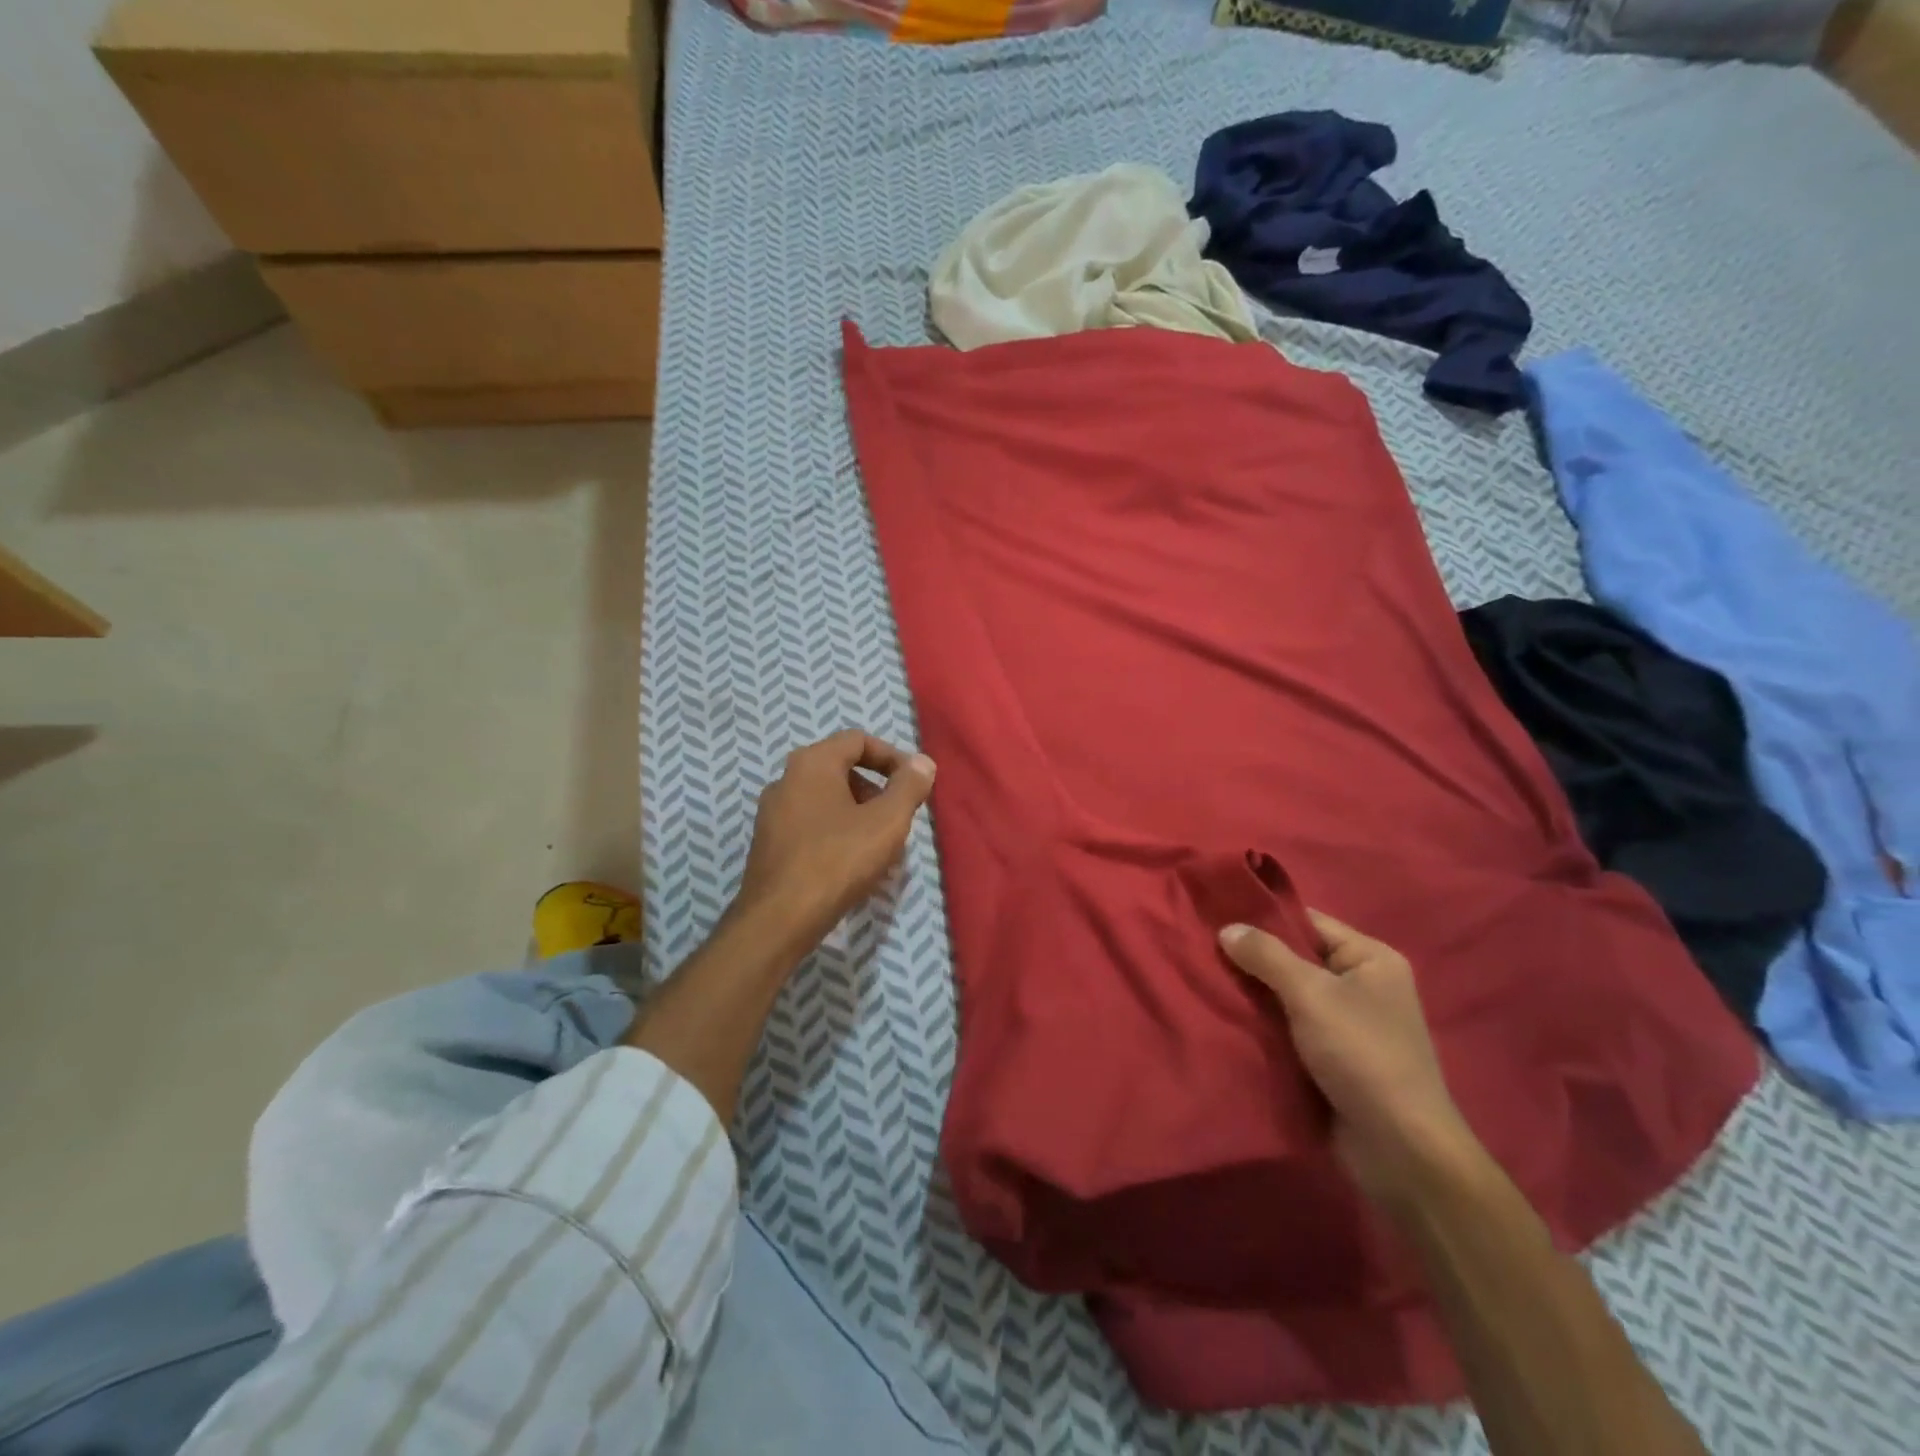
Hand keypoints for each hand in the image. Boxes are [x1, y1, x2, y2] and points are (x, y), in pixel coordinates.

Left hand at [732, 730, 935, 961]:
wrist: (778, 920)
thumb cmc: (837, 861)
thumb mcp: (886, 822)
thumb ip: (909, 787)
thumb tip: (922, 762)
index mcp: (812, 763)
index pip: (858, 740)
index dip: (892, 757)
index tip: (914, 784)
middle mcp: (786, 779)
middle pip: (841, 769)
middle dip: (876, 789)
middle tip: (898, 818)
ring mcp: (772, 813)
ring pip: (827, 800)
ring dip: (859, 814)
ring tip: (881, 846)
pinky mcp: (768, 843)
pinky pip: (811, 824)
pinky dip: (837, 833)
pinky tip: (852, 865)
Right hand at [1219, 911, 1476, 1207]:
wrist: (1399, 1150)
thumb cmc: (1362, 1055)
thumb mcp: (1311, 995)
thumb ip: (1267, 956)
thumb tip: (1227, 928)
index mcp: (1371, 959)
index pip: (1308, 922)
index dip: (1263, 918)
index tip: (1215, 916)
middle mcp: (1361, 986)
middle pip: (1295, 959)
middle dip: (1252, 959)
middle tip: (1201, 950)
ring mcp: (1346, 1025)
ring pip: (1287, 997)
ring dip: (1253, 996)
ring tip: (1203, 981)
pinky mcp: (1330, 1059)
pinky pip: (1288, 1029)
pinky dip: (1261, 1025)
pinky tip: (1224, 1018)